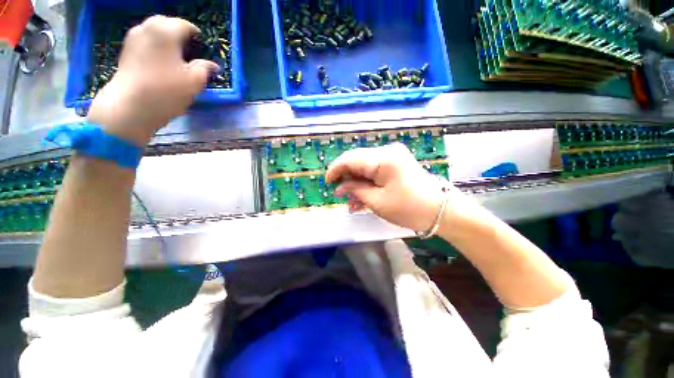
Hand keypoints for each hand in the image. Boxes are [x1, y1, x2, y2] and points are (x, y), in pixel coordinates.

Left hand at [87, 15, 219, 145]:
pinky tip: (160, 62)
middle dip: (179, 34)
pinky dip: (154, 47)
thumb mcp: (195, 81)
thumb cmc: (166, 90)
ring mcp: (133, 39)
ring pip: (153, 32)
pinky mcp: (126, 52)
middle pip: (167, 24)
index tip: (203, 48)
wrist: (130, 105)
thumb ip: (205, 69)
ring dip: (165, 40)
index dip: (197, 36)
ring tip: (176, 56)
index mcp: (166, 31)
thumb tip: (213, 65)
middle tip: (189, 50)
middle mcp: (147, 28)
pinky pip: (144, 42)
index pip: (185, 26)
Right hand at [326, 143, 448, 231]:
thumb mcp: (377, 202)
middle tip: (340, 195)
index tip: (327, 182)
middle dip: (346, 178)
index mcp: (383, 158)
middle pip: (357, 161)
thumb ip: (355, 190)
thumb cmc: (409, 208)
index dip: (335, 169)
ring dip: (356, 183)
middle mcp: (387, 152)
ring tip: (352, 202)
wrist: (442, 211)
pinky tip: (362, 198)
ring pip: (365, 168)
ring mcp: (393, 157)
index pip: (350, 158)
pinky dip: (367, 183)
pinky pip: (375, 172)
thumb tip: (340, 186)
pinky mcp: (396, 165)